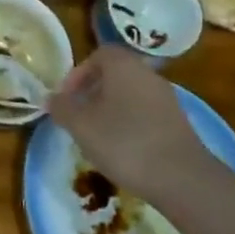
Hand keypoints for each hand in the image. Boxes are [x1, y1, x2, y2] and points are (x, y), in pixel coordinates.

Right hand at [47, 46, 208, 196]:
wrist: (183, 178)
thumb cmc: (124, 142)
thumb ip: (63, 108)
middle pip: (115, 74)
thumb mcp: (81, 126)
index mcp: (123, 65)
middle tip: (79, 117)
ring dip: (111, 110)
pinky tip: (124, 149)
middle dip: (93, 93)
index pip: (98, 55)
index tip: (67, 98)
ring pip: (130, 94)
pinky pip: (146, 113)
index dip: (78, 74)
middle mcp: (147, 73)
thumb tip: (52, 98)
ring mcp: (167, 98)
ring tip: (98, 137)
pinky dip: (130, 124)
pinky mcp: (178, 122)